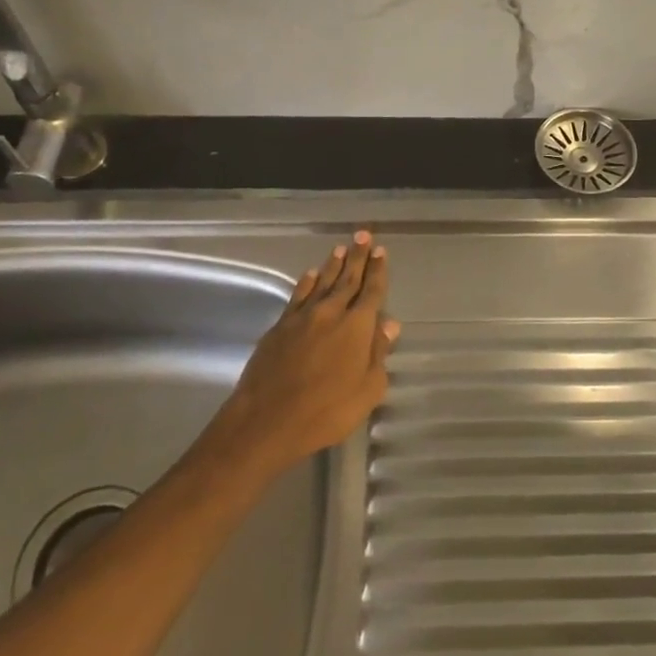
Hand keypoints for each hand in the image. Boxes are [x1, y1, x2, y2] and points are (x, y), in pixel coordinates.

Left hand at [207, 231, 398, 479]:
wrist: (267, 420)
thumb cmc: (326, 411)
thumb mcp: (367, 391)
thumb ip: (378, 355)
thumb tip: (389, 325)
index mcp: (356, 327)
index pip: (372, 291)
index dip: (378, 271)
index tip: (381, 251)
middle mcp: (331, 313)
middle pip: (347, 279)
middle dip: (358, 257)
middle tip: (364, 235)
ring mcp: (302, 317)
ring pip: (322, 282)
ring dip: (333, 265)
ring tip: (341, 248)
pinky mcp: (279, 327)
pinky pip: (297, 295)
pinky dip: (306, 283)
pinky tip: (310, 274)